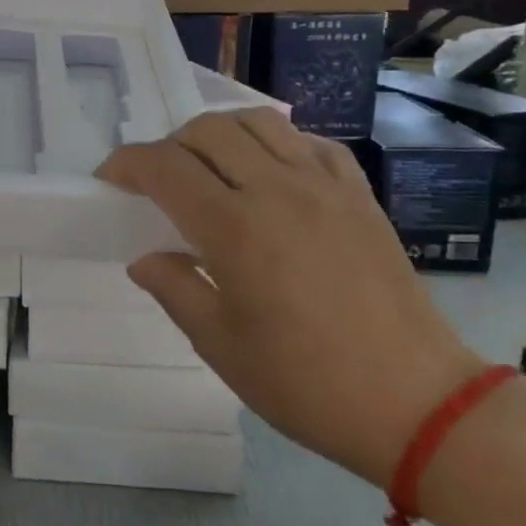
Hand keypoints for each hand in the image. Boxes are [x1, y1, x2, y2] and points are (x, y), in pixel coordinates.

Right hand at [98, 109, 484, 486]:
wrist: (415, 403)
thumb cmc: (306, 383)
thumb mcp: (220, 345)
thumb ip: (174, 289)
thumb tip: (145, 259)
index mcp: (234, 228)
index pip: (164, 167)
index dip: (127, 164)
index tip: (110, 179)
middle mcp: (276, 190)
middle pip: (207, 131)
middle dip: (169, 145)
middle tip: (158, 181)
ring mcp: (324, 187)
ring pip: (260, 122)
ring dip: (221, 133)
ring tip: (211, 167)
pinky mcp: (359, 196)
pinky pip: (311, 143)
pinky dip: (277, 143)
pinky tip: (271, 174)